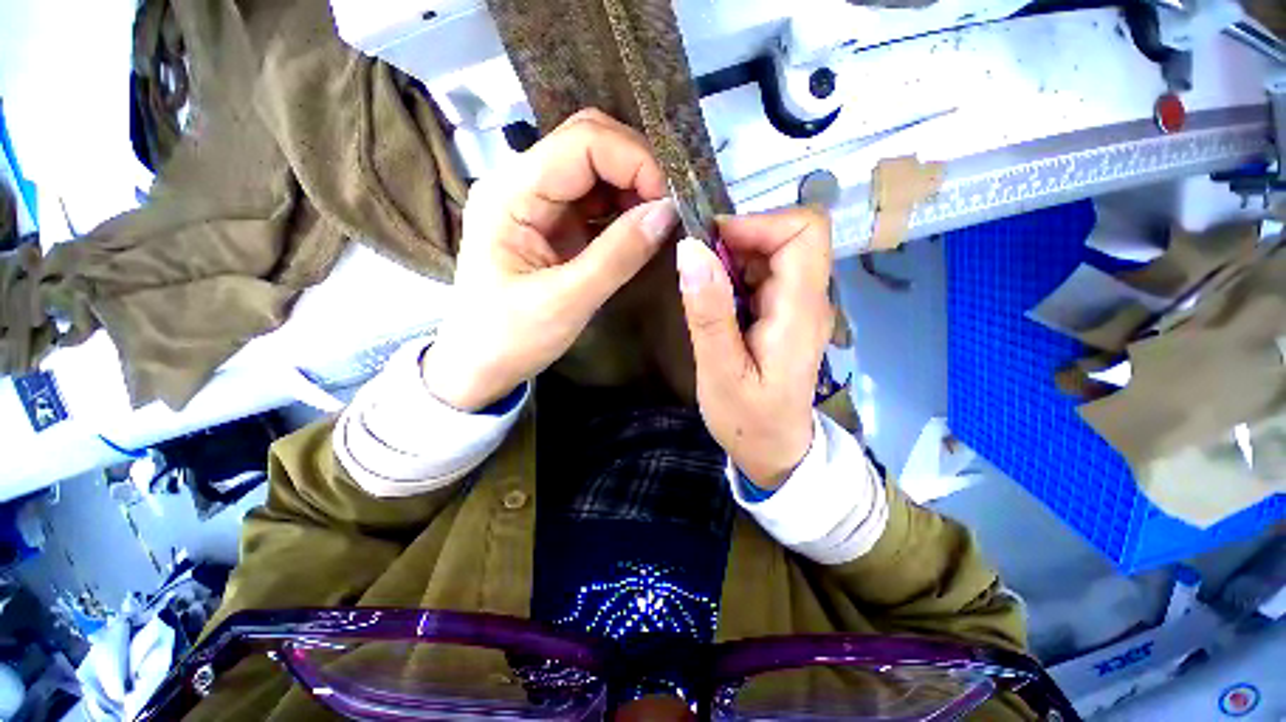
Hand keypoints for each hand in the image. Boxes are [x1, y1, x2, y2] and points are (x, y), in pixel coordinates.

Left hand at [422, 110, 677, 410]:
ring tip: (660, 220)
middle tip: (669, 208)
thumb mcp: (567, 302)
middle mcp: (520, 184)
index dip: (634, 162)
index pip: (582, 143)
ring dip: (633, 187)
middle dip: (637, 167)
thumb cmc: (510, 338)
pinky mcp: (551, 225)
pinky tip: (641, 228)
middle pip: (588, 142)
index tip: (670, 202)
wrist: (479, 366)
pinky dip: (623, 208)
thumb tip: (668, 212)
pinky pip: (594, 200)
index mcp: (510, 193)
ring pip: (595, 168)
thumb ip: (618, 255)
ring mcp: (536, 203)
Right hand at [677, 209, 833, 488]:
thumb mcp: (720, 372)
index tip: (712, 243)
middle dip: (740, 240)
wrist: (775, 450)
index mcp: (800, 311)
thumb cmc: (748, 420)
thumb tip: (690, 251)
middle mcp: (810, 300)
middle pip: (790, 236)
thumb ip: (708, 313)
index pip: (804, 232)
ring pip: (774, 253)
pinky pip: (765, 275)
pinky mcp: (787, 314)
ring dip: (735, 258)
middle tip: (699, 268)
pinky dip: (737, 275)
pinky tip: (717, 302)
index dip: (759, 223)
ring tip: (704, 290)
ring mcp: (800, 306)